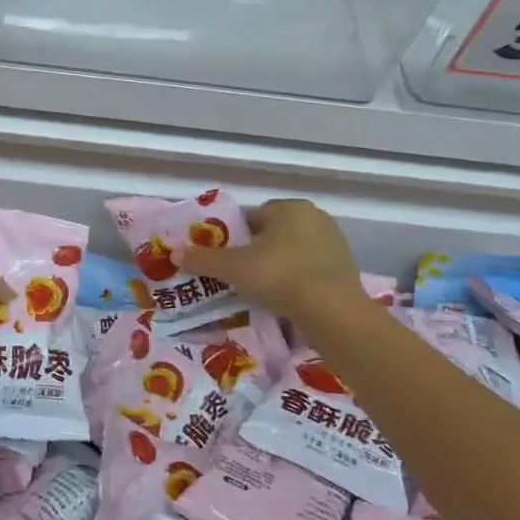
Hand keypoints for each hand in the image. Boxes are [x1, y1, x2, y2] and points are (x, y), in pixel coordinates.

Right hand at [179, 199, 359, 320]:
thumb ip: (203, 259)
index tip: (226, 260)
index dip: (234, 238)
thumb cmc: (279, 276)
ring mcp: (334, 242)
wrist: (332, 311)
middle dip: (257, 252)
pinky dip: (297, 281)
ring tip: (262, 292)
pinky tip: (286, 300)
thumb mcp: (233, 268)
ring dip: (277, 267)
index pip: (251, 217)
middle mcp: (314, 217)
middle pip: (273, 234)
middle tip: (240, 277)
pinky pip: (310, 270)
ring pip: (292, 252)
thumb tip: (174, 253)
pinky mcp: (346, 268)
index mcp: (289, 207)